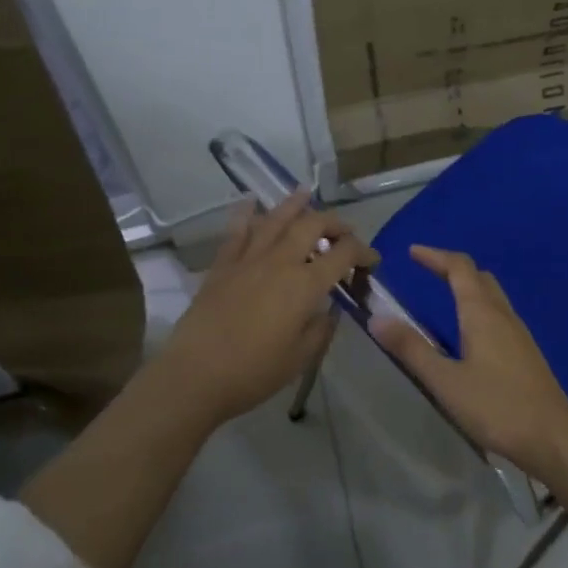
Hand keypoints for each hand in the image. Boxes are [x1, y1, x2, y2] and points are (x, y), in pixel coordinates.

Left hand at [149, 191, 376, 427]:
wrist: (195, 374)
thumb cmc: (254, 372)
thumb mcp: (301, 357)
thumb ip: (321, 328)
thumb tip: (328, 310)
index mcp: (305, 285)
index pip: (343, 254)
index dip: (363, 252)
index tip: (371, 260)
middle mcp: (280, 261)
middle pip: (312, 225)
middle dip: (334, 223)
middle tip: (344, 232)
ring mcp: (248, 259)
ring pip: (275, 219)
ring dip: (295, 204)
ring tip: (306, 193)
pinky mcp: (223, 265)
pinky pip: (237, 231)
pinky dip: (246, 213)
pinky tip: (250, 201)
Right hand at [369, 245, 567, 476]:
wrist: (553, 438)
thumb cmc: (496, 407)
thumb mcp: (445, 381)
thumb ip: (411, 349)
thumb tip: (377, 318)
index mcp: (482, 313)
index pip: (459, 267)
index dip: (435, 256)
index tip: (412, 252)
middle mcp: (503, 315)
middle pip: (479, 277)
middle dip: (452, 268)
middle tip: (427, 271)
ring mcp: (519, 334)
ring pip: (492, 296)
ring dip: (468, 287)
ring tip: (444, 297)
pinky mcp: (526, 353)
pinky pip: (499, 315)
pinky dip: (479, 308)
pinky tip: (470, 333)